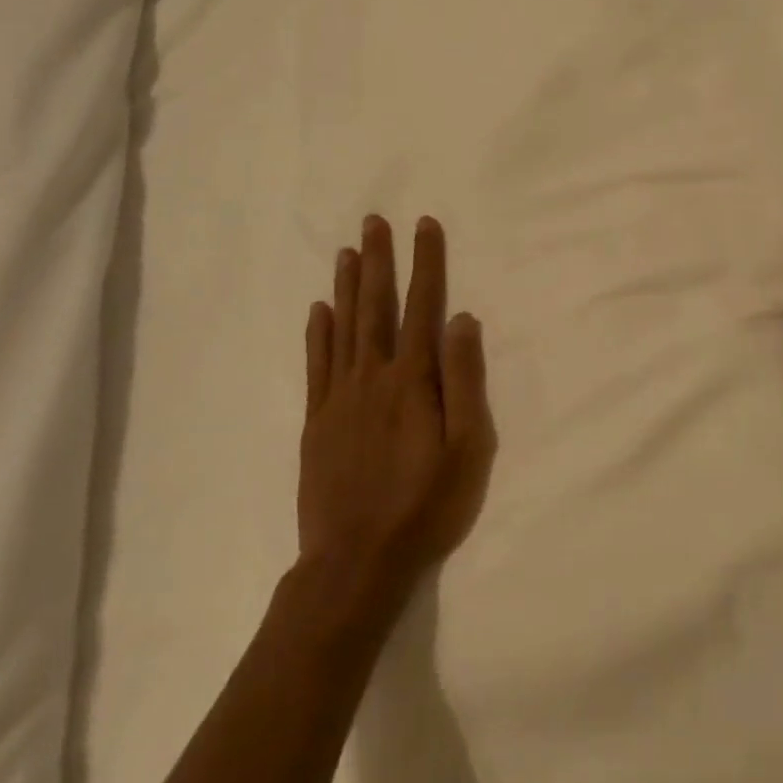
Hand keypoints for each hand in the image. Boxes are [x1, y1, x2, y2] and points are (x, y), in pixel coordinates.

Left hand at [299, 216, 496, 600]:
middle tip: (373, 221)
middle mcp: (372, 376)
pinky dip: (317, 333)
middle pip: (375, 306)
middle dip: (378, 260)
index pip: (421, 307)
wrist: (355, 561)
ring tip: (347, 251)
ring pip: (342, 327)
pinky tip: (318, 310)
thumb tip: (462, 319)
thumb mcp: (466, 448)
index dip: (425, 264)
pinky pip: (316, 364)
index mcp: (412, 380)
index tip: (424, 225)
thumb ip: (464, 380)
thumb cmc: (424, 505)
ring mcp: (338, 397)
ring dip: (346, 286)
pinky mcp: (317, 421)